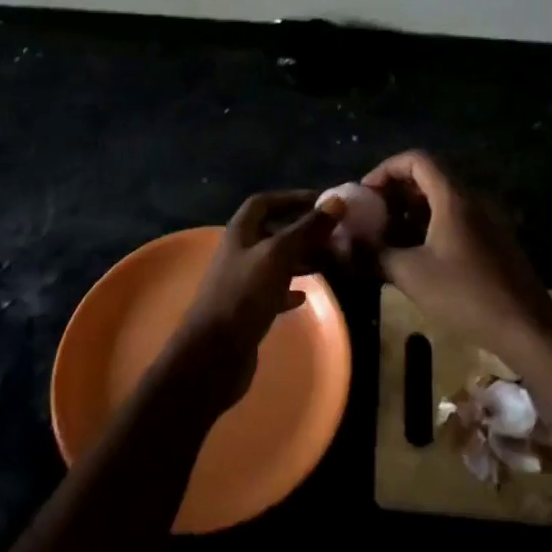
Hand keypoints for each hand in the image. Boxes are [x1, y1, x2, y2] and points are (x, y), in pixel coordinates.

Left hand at [168, 190, 345, 409]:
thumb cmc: (245, 295)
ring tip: (329, 261)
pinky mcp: (248, 309)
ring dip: (300, 258)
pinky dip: (291, 289)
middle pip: (272, 231)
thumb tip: (337, 201)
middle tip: (334, 234)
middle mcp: (239, 252)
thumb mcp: (279, 255)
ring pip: (275, 261)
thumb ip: (307, 228)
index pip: (265, 202)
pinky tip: (305, 295)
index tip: (322, 202)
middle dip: (302, 230)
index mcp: (240, 232)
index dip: (292, 198)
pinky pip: (273, 290)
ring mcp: (242, 282)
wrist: (215, 353)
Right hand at [361, 150, 551, 356]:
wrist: (526, 328)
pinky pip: (457, 219)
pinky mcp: (494, 240)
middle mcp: (473, 199)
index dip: (386, 169)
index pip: (416, 159)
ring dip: (412, 212)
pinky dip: (431, 226)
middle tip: (372, 217)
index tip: (366, 193)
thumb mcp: (410, 274)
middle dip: (396, 193)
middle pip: (429, 178)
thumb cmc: (465, 295)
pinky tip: (416, 255)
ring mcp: (488, 219)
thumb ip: (375, 254)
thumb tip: (347, 244)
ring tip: (387, 238)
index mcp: (454, 197)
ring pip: (443, 201)